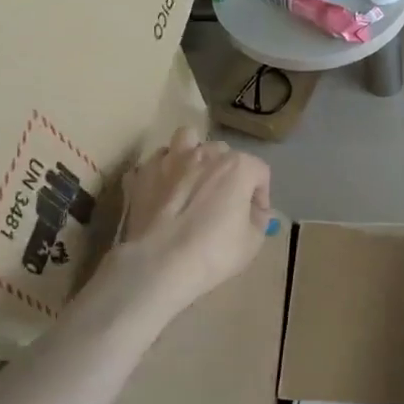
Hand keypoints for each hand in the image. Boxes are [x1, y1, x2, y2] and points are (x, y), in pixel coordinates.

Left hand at [117, 127, 272, 310]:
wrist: (160, 264)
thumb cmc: (214, 252)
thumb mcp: (253, 242)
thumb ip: (259, 220)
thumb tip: (254, 212)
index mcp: (236, 167)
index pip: (259, 170)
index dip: (261, 194)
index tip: (256, 215)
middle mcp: (204, 155)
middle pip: (223, 152)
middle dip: (227, 171)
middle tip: (223, 198)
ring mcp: (169, 161)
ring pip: (185, 139)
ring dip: (192, 154)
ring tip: (192, 177)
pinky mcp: (142, 176)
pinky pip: (154, 164)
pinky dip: (161, 173)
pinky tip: (163, 191)